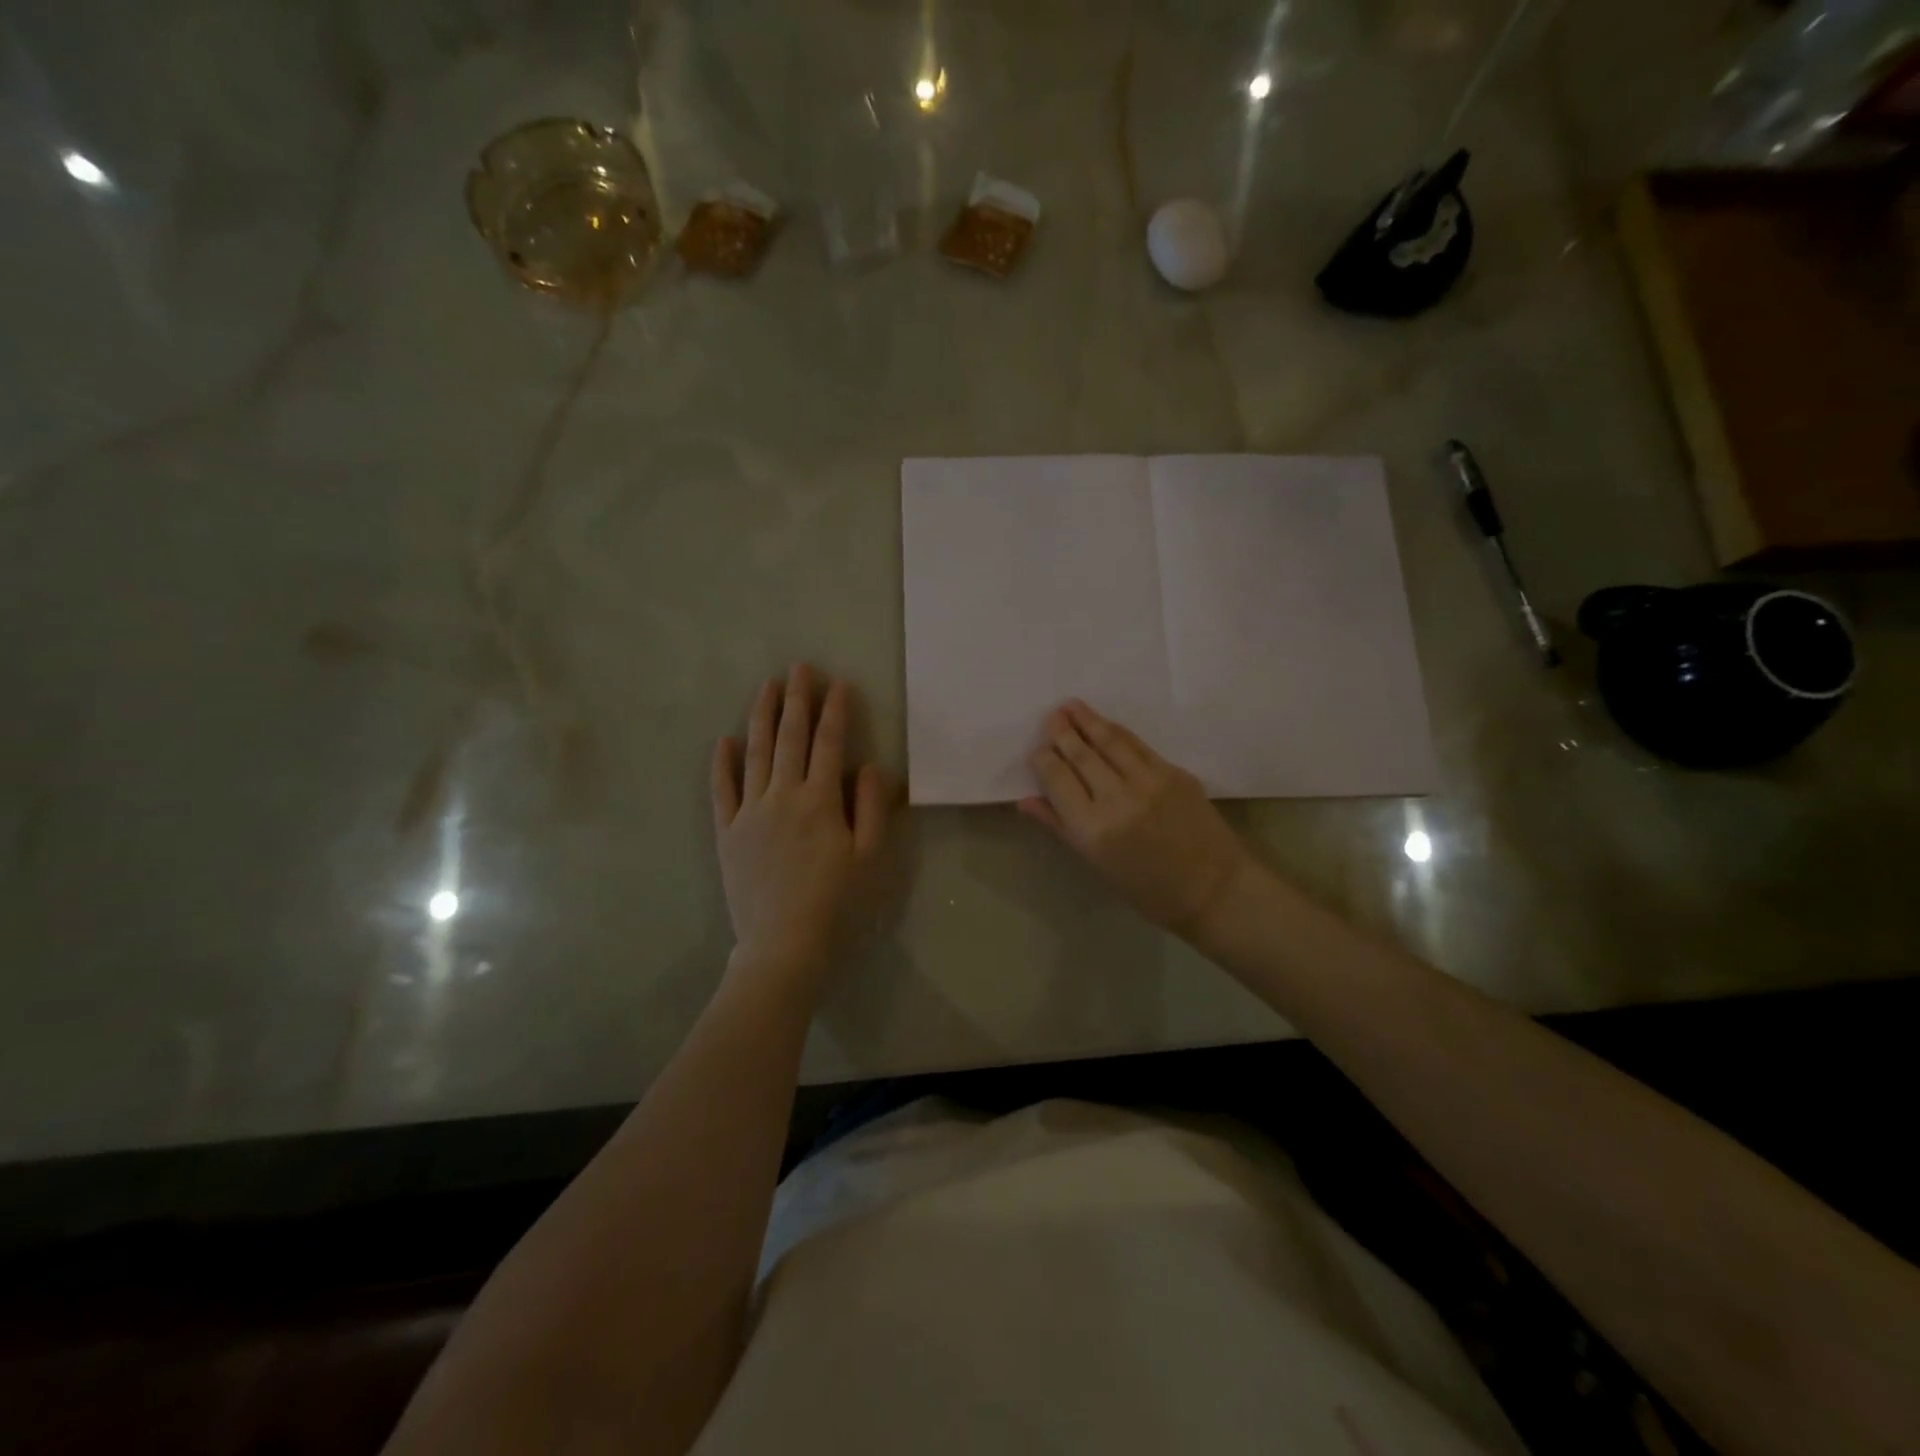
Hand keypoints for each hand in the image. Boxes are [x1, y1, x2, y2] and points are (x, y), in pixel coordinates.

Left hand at [712, 665, 890, 993]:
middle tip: (799, 667)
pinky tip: (724, 740)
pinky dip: (722, 763)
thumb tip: (869, 765)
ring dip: (761, 716)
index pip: (829, 743)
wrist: (783, 948)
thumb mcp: (870, 857)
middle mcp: (782, 796)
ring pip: (755, 753)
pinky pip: (721, 790)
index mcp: (820, 800)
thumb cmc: (837, 905)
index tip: (838, 682)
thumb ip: (871, 806)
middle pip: (790, 737)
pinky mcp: (726, 834)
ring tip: (767, 686)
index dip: (835, 710)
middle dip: (797, 699)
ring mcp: (749, 813)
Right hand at [1020, 701, 1253, 941]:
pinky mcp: (1173, 772)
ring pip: (1109, 741)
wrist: (1213, 888)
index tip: (1037, 750)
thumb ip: (1060, 826)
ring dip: (1087, 720)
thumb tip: (1026, 800)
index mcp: (1092, 828)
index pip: (1057, 779)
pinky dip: (1118, 732)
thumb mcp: (1097, 864)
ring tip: (1070, 706)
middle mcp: (1116, 798)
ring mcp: (1148, 781)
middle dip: (1062, 732)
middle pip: (1081, 755)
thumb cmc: (1147, 889)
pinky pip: (1137, 745)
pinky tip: (1105, 724)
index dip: (1043, 759)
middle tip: (1050, 716)